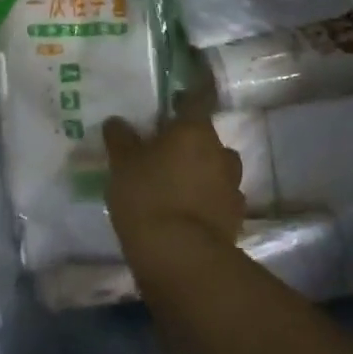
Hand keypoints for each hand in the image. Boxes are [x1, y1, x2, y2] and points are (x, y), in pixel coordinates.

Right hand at [103, 103, 244, 275]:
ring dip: (201, 172)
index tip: (176, 98)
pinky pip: (219, 198)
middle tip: (164, 152)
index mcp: (194, 130)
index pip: (198, 99)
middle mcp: (219, 152)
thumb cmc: (148, 196)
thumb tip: (117, 121)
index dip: (188, 95)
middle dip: (189, 142)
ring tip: (176, 185)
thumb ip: (120, 138)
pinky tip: (187, 212)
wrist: (181, 258)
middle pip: (206, 138)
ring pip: (216, 168)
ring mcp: (232, 186)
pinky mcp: (235, 218)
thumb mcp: (122, 164)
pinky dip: (206, 200)